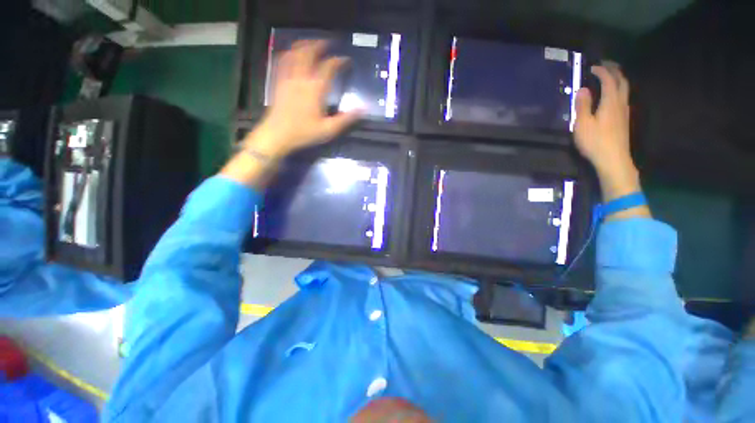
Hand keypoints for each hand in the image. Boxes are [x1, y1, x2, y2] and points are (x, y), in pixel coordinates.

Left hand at [244, 40, 360, 158]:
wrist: (277, 134)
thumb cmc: (304, 133)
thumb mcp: (328, 129)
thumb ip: (346, 119)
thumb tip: (363, 108)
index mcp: (315, 89)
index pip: (329, 67)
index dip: (338, 61)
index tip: (346, 60)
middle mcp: (301, 78)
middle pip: (309, 53)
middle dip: (319, 45)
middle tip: (328, 43)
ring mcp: (287, 78)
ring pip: (294, 53)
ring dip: (304, 45)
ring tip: (311, 43)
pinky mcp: (278, 82)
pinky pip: (282, 61)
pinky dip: (289, 53)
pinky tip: (292, 53)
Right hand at [574, 63, 640, 201]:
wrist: (613, 159)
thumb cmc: (595, 142)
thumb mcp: (583, 125)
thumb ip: (582, 106)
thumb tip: (582, 89)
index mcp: (610, 102)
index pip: (609, 80)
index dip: (601, 71)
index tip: (592, 67)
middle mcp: (621, 103)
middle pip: (622, 81)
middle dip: (614, 70)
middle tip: (604, 65)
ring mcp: (624, 111)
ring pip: (625, 89)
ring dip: (618, 79)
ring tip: (608, 76)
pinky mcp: (624, 119)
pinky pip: (623, 97)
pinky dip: (618, 89)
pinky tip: (612, 94)